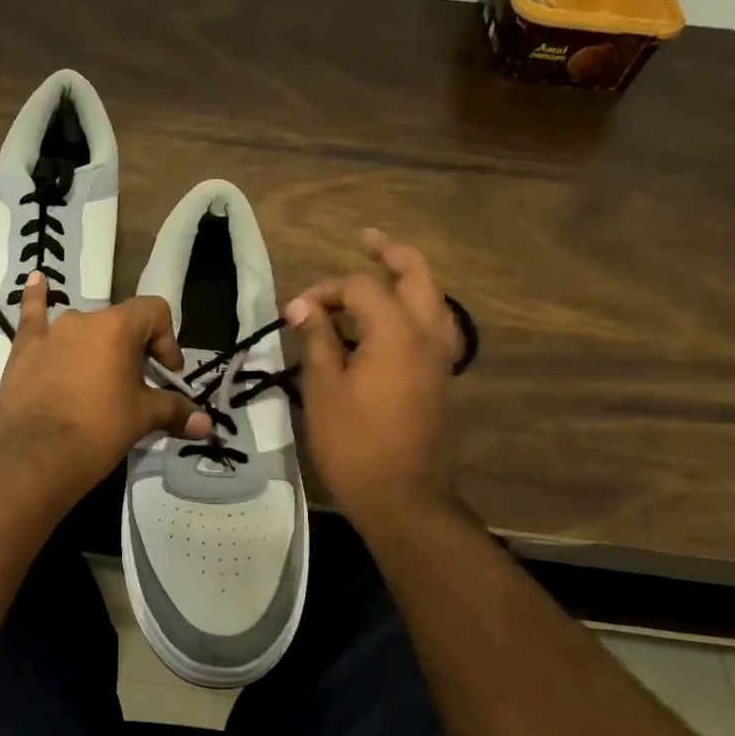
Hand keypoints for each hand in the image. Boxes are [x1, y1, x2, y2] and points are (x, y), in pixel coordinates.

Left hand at [0, 273, 211, 495]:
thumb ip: (175, 411)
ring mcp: (50, 333)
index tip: (167, 374)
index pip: (154, 312)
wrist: (37, 457)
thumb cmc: (99, 430)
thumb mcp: (143, 419)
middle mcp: (83, 320)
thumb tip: (206, 424)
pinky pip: (33, 317)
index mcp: (117, 327)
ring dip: (97, 346)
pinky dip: (36, 299)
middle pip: (120, 323)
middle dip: (134, 350)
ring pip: (84, 329)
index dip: (167, 340)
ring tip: (99, 378)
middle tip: (137, 386)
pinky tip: (36, 279)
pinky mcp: (23, 350)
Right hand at [284, 229, 466, 533]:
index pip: (360, 288)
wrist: (401, 495)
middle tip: (366, 240)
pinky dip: (414, 309)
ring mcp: (439, 357)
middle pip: (417, 275)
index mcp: (396, 332)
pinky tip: (391, 319)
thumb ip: (316, 339)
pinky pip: (433, 326)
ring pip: (433, 300)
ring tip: (381, 271)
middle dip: (391, 253)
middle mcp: (426, 334)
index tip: (295, 311)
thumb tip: (302, 308)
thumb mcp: (323, 388)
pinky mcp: (439, 377)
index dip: (325, 290)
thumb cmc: (354, 442)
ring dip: (408, 279)